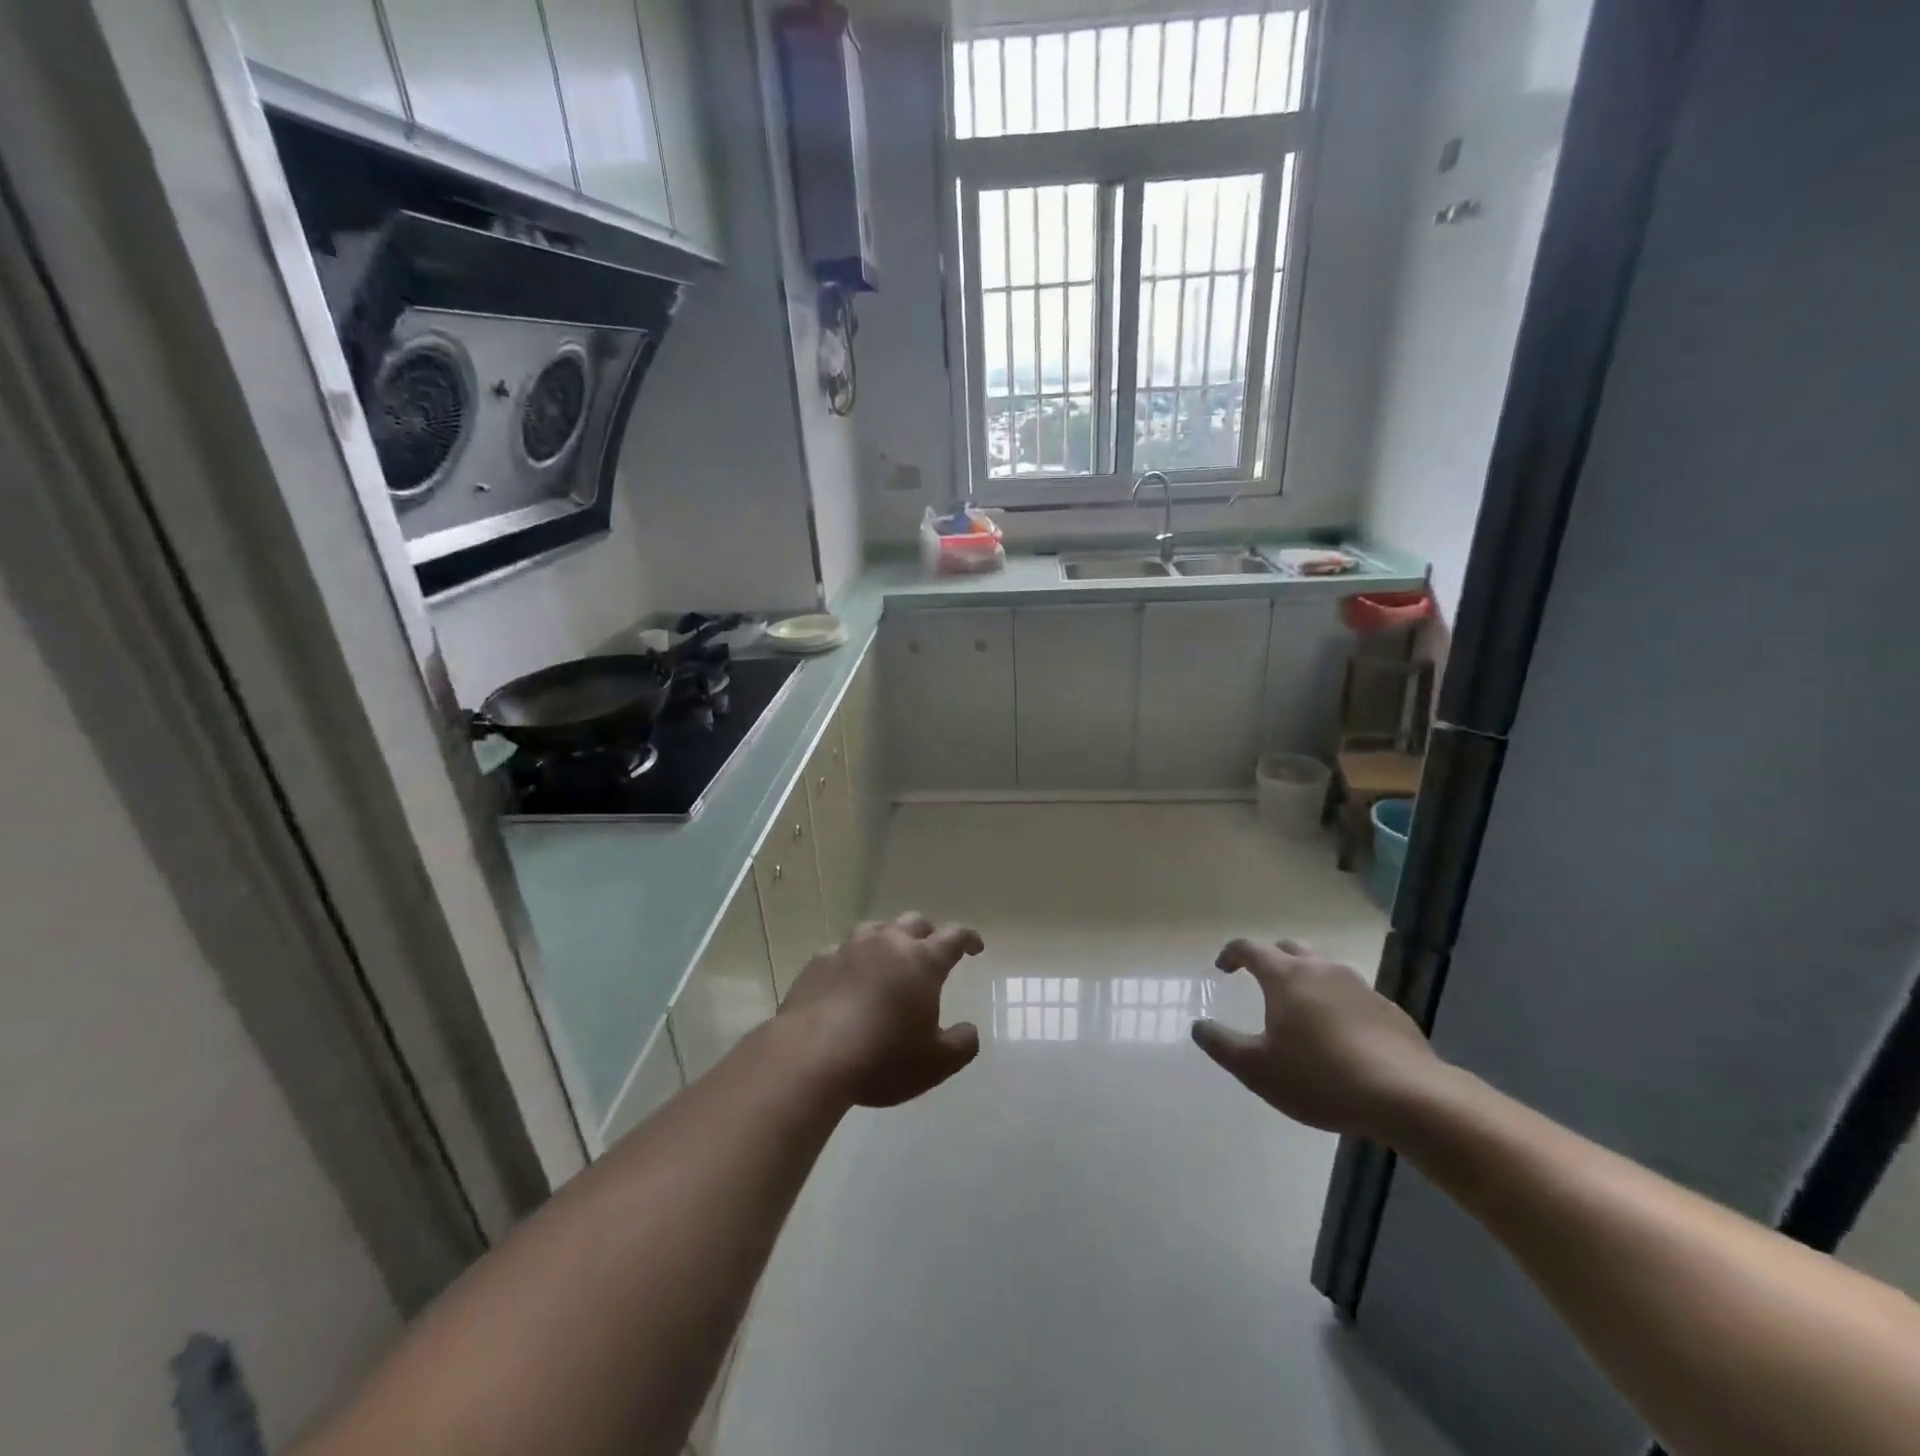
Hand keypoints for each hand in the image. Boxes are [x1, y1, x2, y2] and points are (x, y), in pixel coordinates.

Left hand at [777, 913, 984, 1107]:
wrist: (811, 1056)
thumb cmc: (883, 1058)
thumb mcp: (936, 1063)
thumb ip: (962, 1045)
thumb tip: (969, 1031)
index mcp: (922, 961)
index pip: (953, 937)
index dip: (968, 938)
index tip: (975, 946)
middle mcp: (888, 943)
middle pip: (914, 922)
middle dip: (927, 933)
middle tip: (930, 951)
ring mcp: (849, 948)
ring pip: (875, 929)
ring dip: (887, 939)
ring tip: (888, 959)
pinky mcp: (818, 962)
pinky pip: (841, 951)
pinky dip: (852, 960)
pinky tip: (847, 979)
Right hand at [1192, 938, 1440, 1139]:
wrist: (1408, 1097)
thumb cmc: (1321, 1078)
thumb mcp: (1257, 1069)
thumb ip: (1222, 1045)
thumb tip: (1198, 1026)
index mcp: (1285, 976)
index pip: (1249, 948)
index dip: (1231, 954)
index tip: (1222, 969)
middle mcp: (1321, 970)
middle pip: (1290, 948)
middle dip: (1271, 958)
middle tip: (1261, 981)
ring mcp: (1359, 987)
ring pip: (1324, 968)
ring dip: (1306, 979)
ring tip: (1300, 1010)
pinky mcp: (1388, 1010)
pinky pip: (1353, 995)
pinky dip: (1337, 1004)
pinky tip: (1340, 1037)